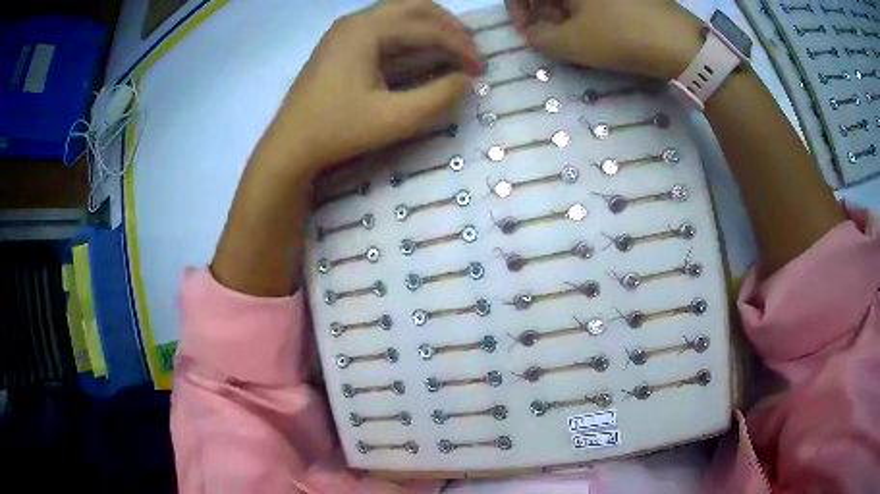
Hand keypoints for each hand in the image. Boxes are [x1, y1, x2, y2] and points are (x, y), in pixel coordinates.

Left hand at [257, 0, 479, 179]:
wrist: (290, 146)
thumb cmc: (338, 131)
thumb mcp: (395, 118)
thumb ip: (438, 97)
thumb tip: (466, 80)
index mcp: (366, 30)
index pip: (427, 27)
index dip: (460, 46)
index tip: (481, 69)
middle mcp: (355, 21)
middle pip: (415, 6)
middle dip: (448, 25)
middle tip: (469, 50)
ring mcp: (345, 30)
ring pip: (399, 13)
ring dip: (430, 26)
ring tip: (452, 49)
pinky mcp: (341, 43)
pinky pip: (385, 26)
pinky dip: (410, 35)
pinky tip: (421, 53)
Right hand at [505, 0, 702, 79]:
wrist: (681, 42)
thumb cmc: (621, 37)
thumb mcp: (573, 43)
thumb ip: (539, 38)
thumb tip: (531, 31)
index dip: (517, 7)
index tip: (524, 30)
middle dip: (541, 10)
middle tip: (549, 36)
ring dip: (563, 11)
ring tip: (573, 36)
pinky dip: (585, 9)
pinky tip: (593, 27)